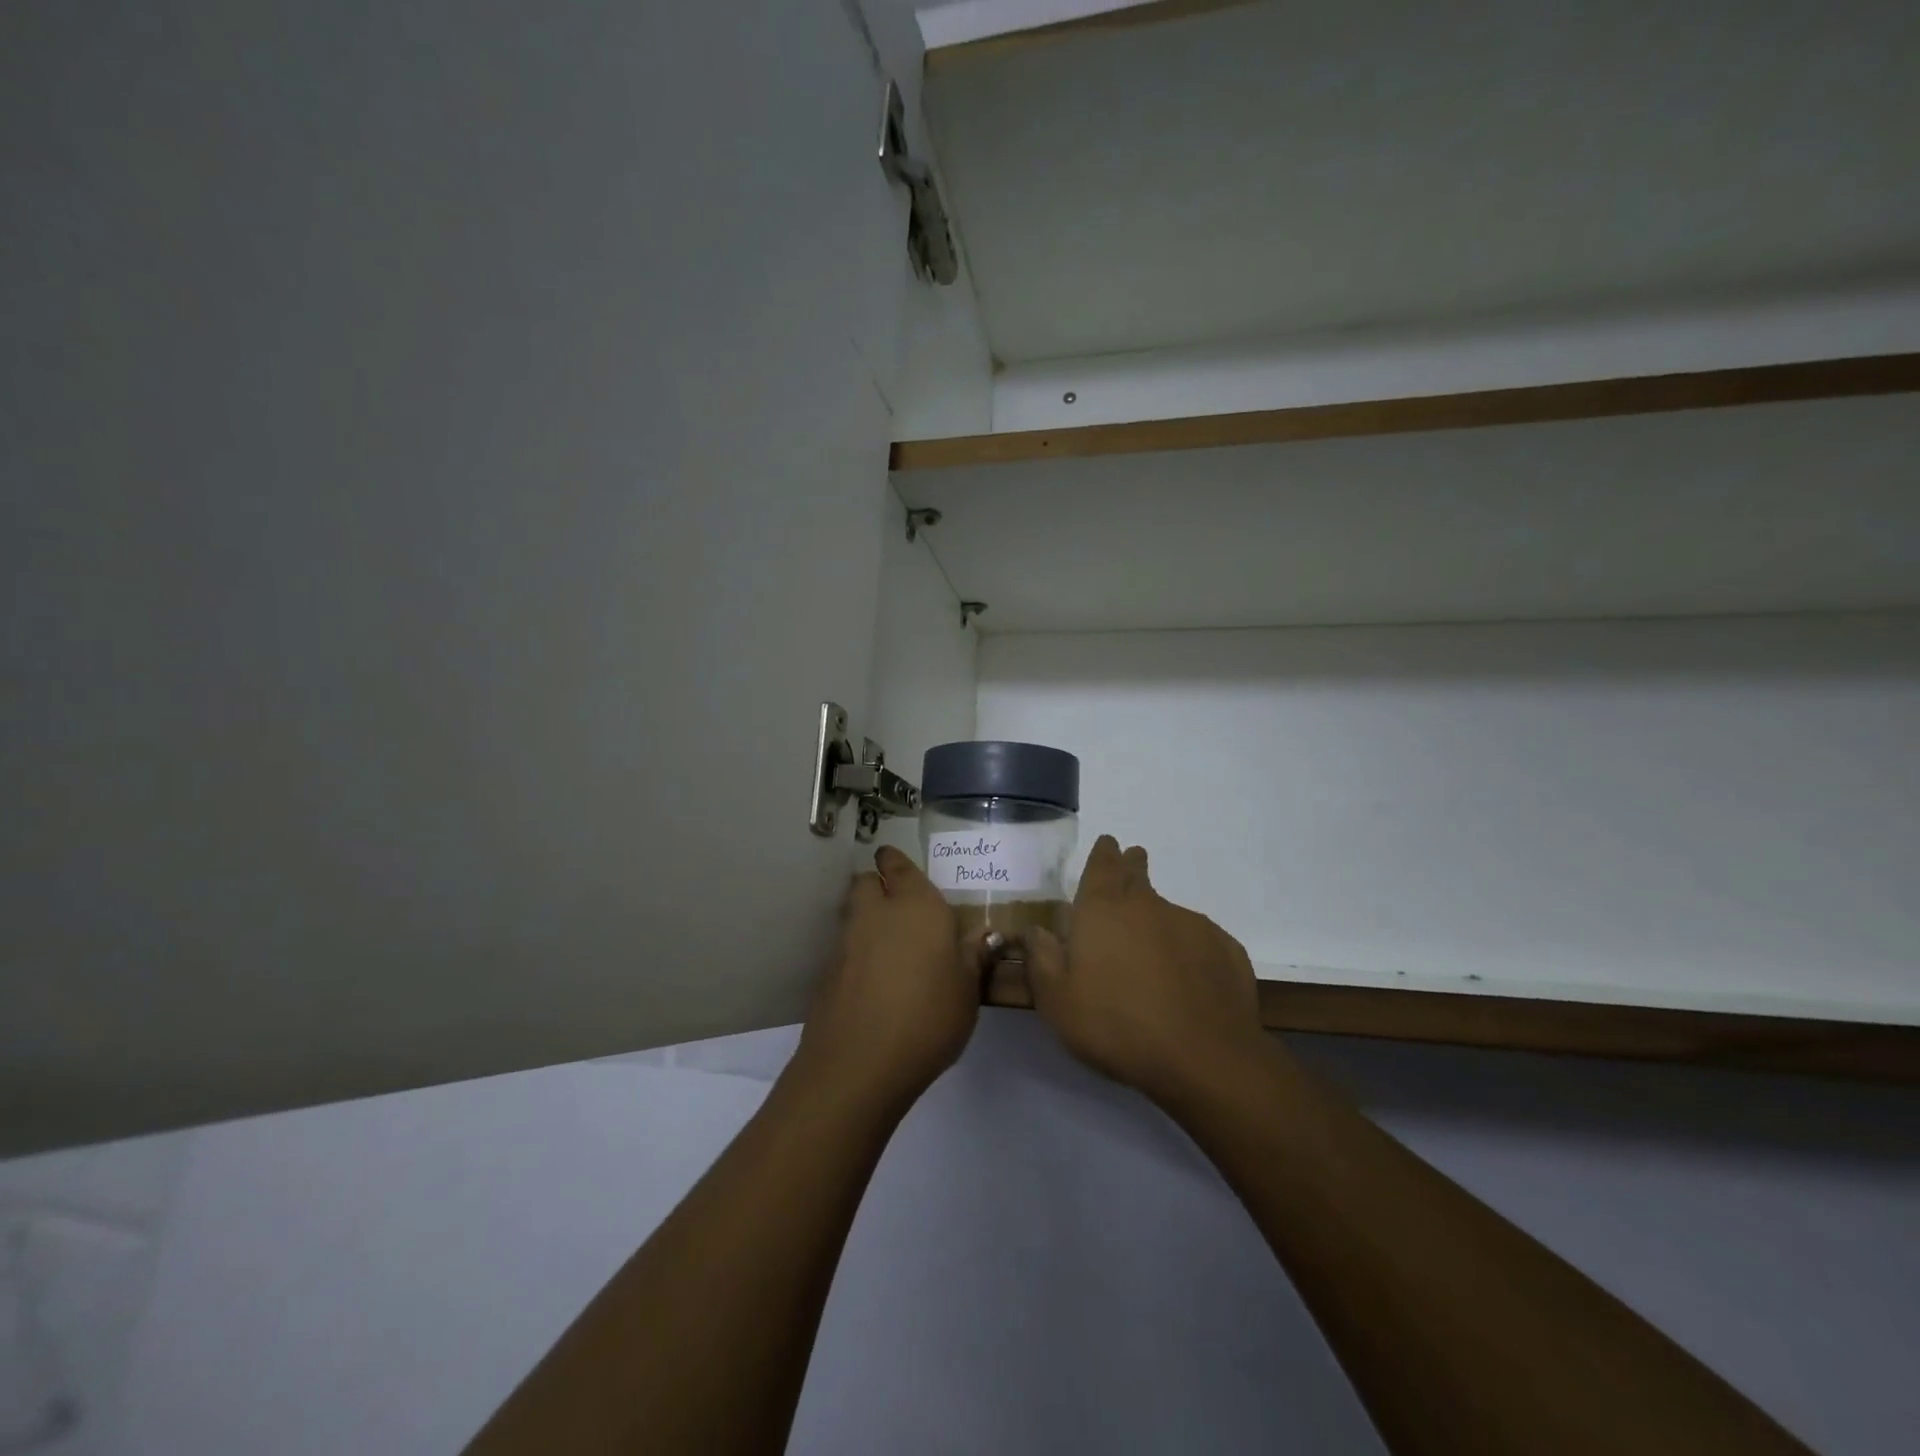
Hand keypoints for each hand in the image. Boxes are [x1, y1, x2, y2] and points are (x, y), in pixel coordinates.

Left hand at [794, 845, 986, 1110]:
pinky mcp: (827, 972)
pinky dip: (856, 953)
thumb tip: (985, 935)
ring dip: (866, 919)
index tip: (898, 865)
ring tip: (890, 946)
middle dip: (877, 886)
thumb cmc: (928, 1016)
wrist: (859, 1063)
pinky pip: (844, 948)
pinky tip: (874, 979)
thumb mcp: (968, 990)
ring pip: (853, 913)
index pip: (898, 866)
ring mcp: (846, 942)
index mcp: (916, 905)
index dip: (895, 862)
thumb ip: (974, 957)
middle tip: (899, 908)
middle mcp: (876, 913)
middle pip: (866, 882)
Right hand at [1024, 836, 1270, 1107]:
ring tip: (1154, 956)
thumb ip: (1042, 959)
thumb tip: (1035, 930)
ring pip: (1169, 912)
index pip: (1102, 864)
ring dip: (1158, 922)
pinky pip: (1200, 941)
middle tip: (1131, 866)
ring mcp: (1192, 924)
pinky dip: (1189, 951)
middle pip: (1138, 874)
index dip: (1104, 853)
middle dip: (1132, 867)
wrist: (1203, 1058)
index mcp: (1103, 909)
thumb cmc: (1116, 1026)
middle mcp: (1148, 905)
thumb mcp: (1058, 1002)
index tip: (1108, 844)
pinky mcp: (1226, 949)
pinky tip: (1187, 981)